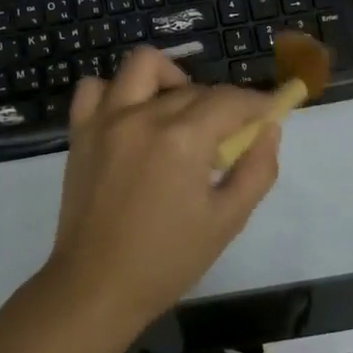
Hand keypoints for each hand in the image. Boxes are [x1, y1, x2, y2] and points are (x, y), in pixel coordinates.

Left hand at [48, 48, 281, 327]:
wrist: (97, 286)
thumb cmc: (167, 260)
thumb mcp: (227, 221)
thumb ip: (257, 170)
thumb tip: (269, 129)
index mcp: (183, 139)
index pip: (230, 100)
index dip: (257, 102)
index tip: (271, 109)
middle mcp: (143, 116)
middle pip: (194, 88)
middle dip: (220, 105)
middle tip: (227, 136)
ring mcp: (106, 119)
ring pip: (142, 66)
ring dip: (170, 78)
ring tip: (178, 110)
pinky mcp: (80, 130)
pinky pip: (94, 87)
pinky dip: (116, 91)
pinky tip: (131, 114)